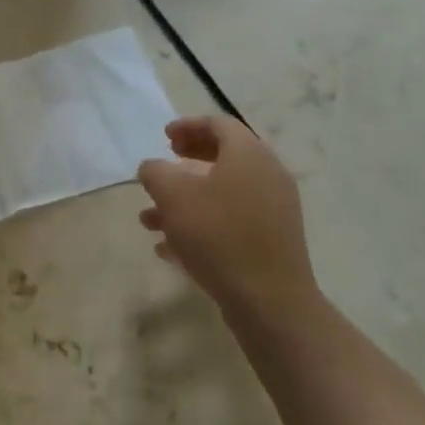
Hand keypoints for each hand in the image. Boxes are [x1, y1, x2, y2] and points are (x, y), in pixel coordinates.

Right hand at [137, 115, 317, 325]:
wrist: (270, 301)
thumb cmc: (218, 235)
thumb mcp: (173, 196)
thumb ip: (156, 172)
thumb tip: (153, 167)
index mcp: (249, 154)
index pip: (219, 124)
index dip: (188, 126)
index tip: (164, 137)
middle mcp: (268, 175)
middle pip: (226, 155)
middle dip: (189, 158)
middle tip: (166, 163)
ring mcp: (275, 210)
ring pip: (224, 193)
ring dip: (188, 199)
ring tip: (150, 220)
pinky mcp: (273, 241)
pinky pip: (233, 221)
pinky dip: (204, 224)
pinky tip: (170, 248)